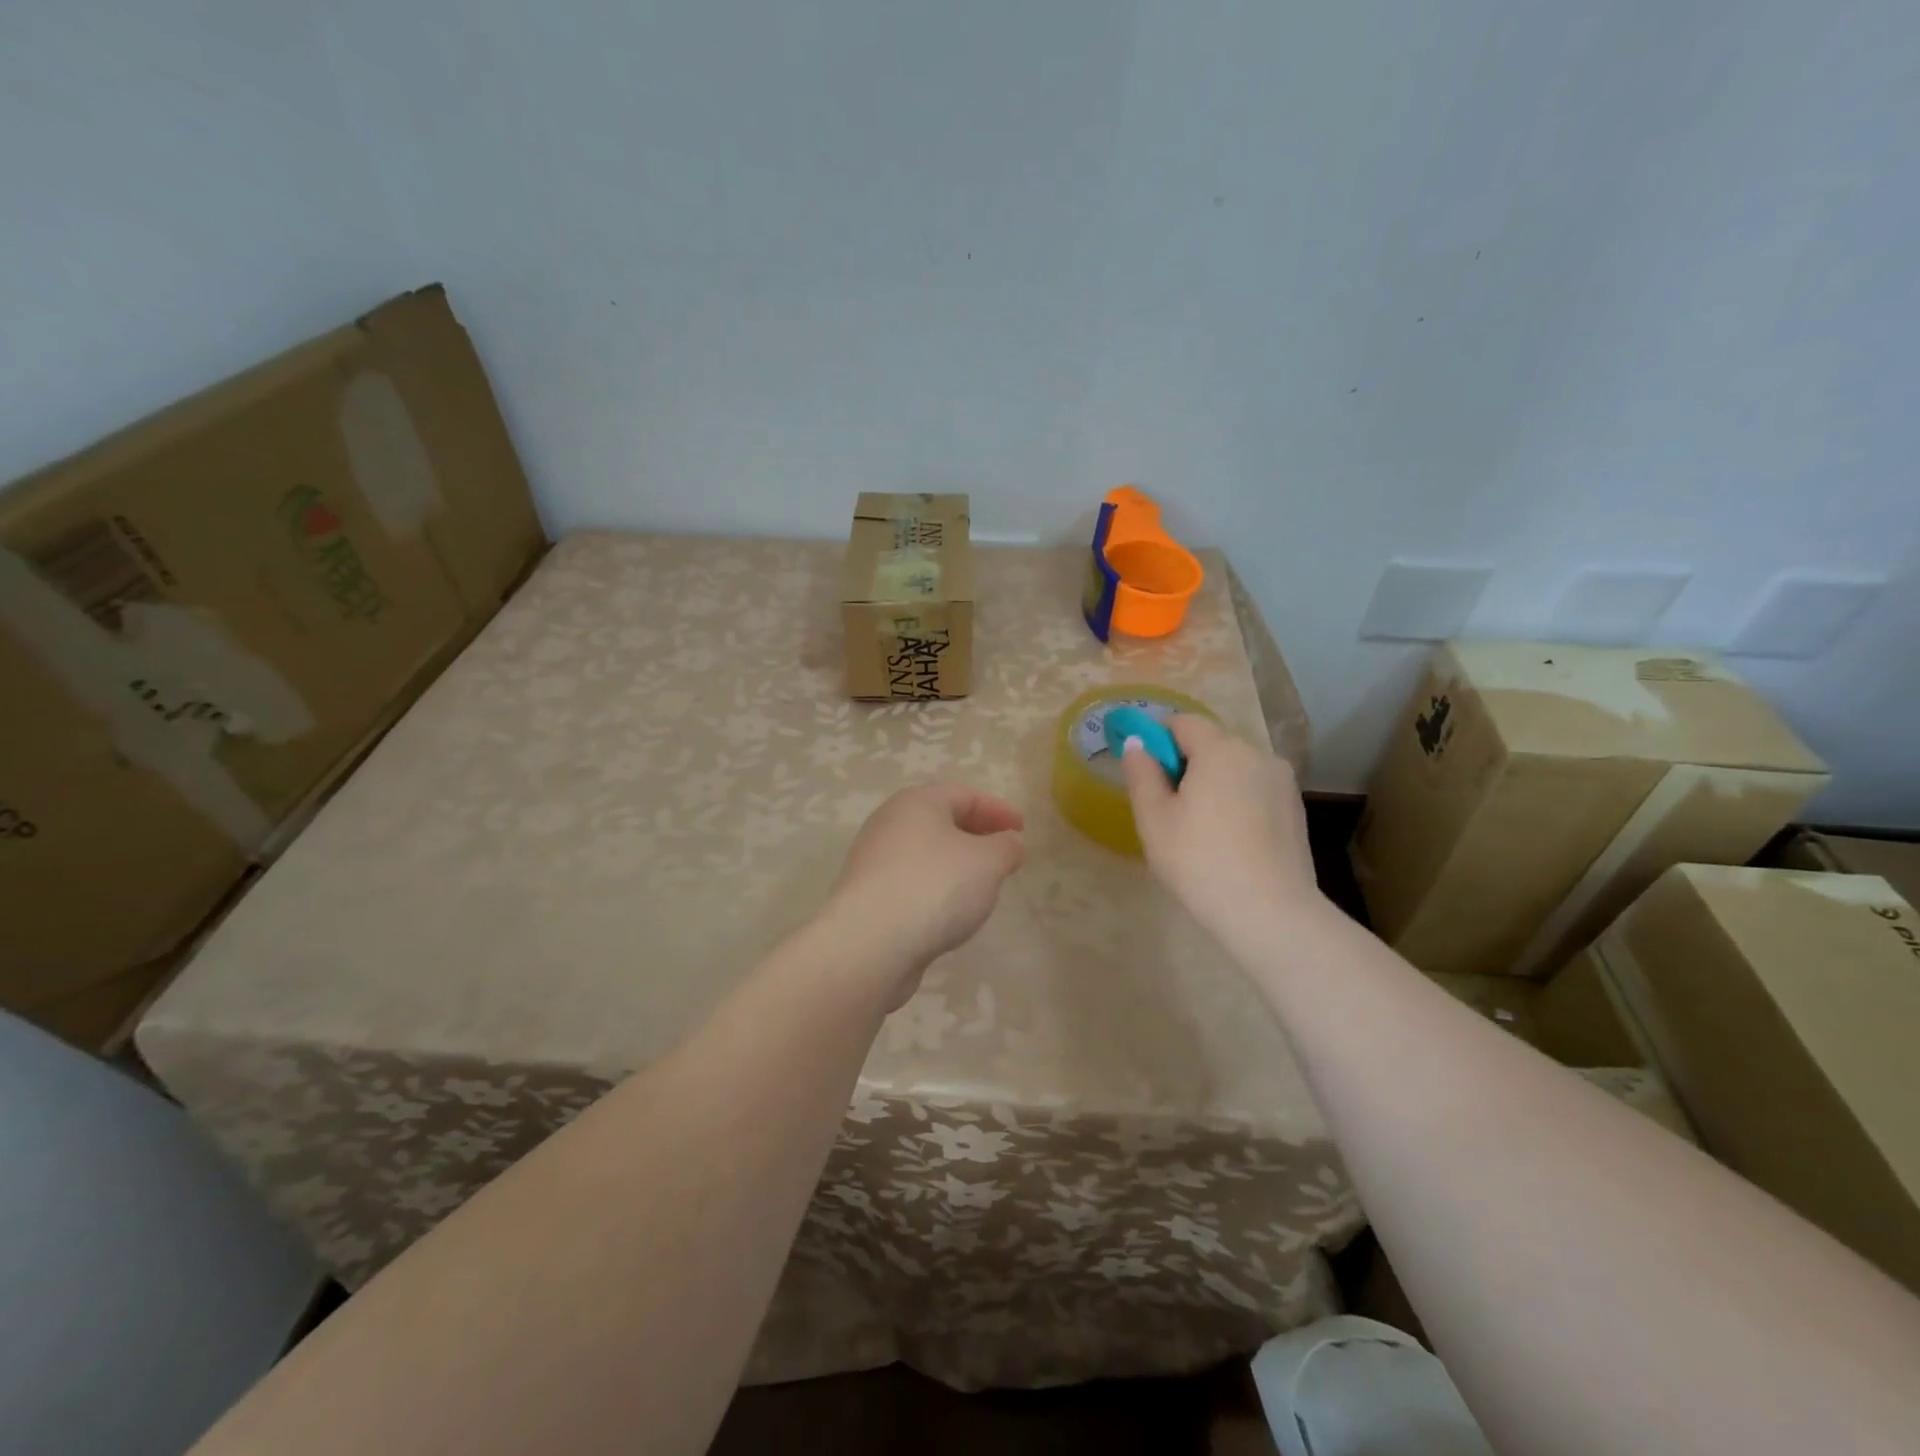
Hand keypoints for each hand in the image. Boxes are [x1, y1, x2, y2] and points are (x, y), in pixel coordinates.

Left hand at [826, 783, 1025, 1006]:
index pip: (965, 794)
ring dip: (956, 864)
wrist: (870, 943)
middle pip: (941, 821)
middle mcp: (890, 822)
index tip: (1022, 830)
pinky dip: (936, 888)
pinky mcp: (867, 895)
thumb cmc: (936, 886)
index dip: (998, 810)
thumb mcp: (988, 862)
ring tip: (982, 886)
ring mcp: (874, 860)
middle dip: (976, 835)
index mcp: (917, 802)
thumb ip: (1006, 847)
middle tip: (1003, 855)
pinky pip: (911, 882)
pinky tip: (950, 912)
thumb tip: (1010, 842)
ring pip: (925, 853)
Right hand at [1120, 715, 1324, 949]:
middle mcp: (1257, 754)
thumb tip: (1137, 743)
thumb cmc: (1199, 861)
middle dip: (1186, 765)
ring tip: (1200, 829)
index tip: (1146, 774)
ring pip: (1235, 768)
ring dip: (1213, 784)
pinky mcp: (1295, 808)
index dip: (1158, 739)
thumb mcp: (1154, 818)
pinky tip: (1229, 841)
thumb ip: (1141, 773)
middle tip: (1169, 809)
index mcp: (1220, 749)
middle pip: (1211, 744)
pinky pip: (1255, 790)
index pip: (1183, 722)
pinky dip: (1237, 802)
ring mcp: (1282, 781)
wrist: (1269, 912)